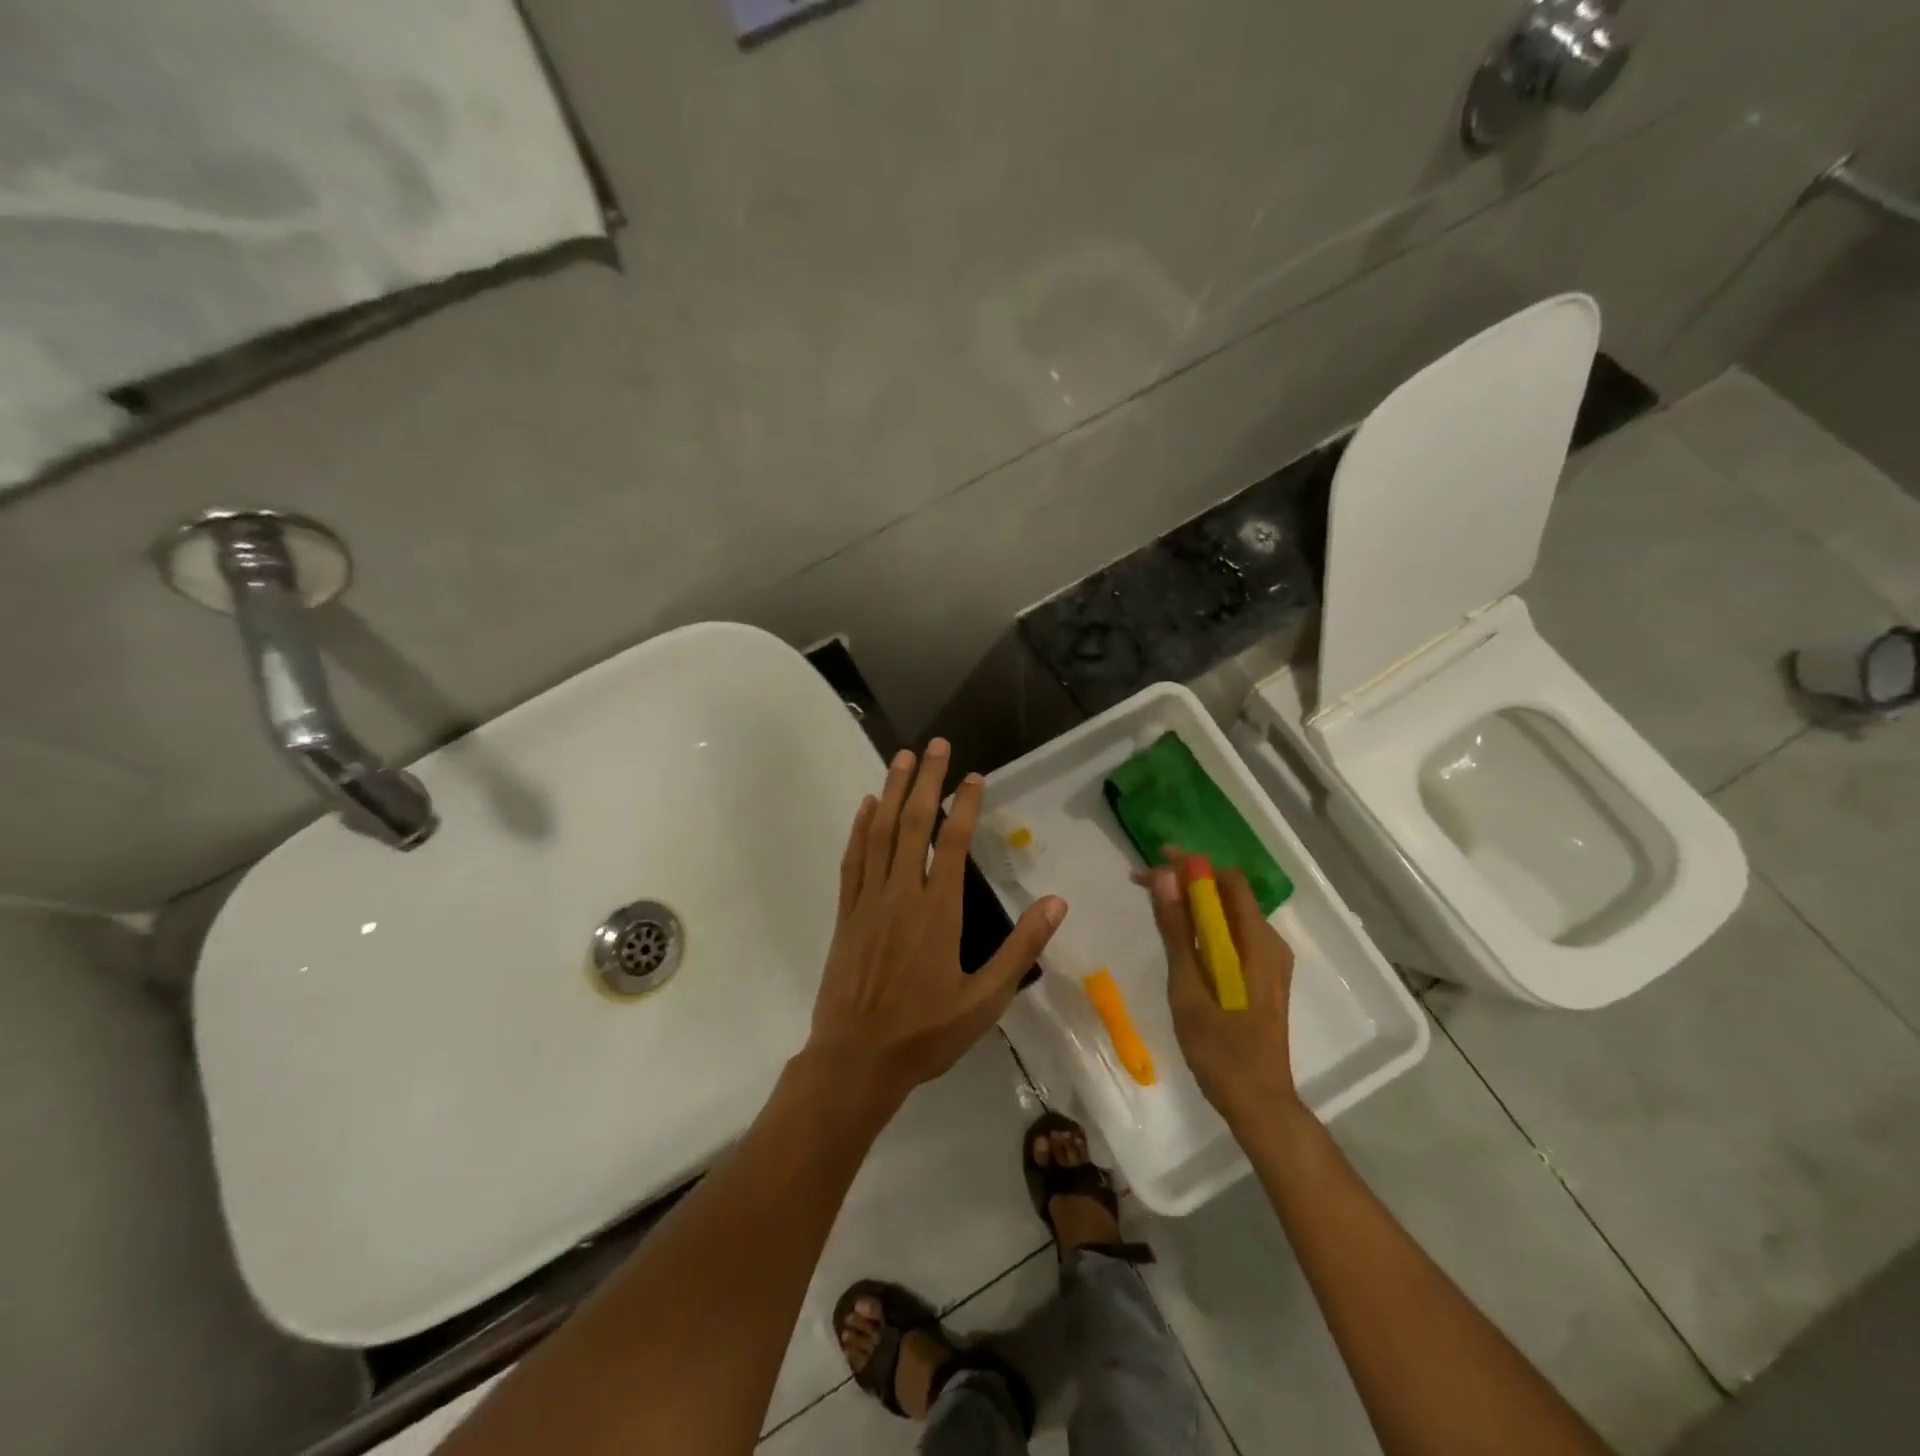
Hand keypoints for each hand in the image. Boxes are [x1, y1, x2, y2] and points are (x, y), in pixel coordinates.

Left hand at [804, 739, 1065, 1115]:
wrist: (856, 1060)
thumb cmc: (926, 1033)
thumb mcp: (985, 1000)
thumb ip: (1021, 949)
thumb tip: (1056, 903)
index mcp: (938, 912)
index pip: (953, 843)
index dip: (964, 804)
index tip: (974, 776)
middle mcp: (902, 895)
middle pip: (913, 824)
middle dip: (926, 781)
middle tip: (937, 745)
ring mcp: (868, 901)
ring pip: (880, 834)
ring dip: (891, 792)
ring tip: (902, 758)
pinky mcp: (846, 914)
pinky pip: (852, 862)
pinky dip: (859, 830)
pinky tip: (865, 807)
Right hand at [1141, 858, 1300, 1126]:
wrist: (1258, 1103)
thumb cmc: (1220, 1049)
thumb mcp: (1189, 988)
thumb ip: (1177, 931)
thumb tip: (1165, 878)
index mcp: (1257, 943)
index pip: (1227, 882)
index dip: (1191, 865)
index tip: (1153, 860)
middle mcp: (1270, 944)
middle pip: (1229, 893)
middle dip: (1187, 880)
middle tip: (1144, 882)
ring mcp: (1268, 961)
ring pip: (1229, 914)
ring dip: (1194, 901)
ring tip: (1155, 902)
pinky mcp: (1261, 976)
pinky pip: (1232, 935)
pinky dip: (1204, 924)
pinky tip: (1179, 934)